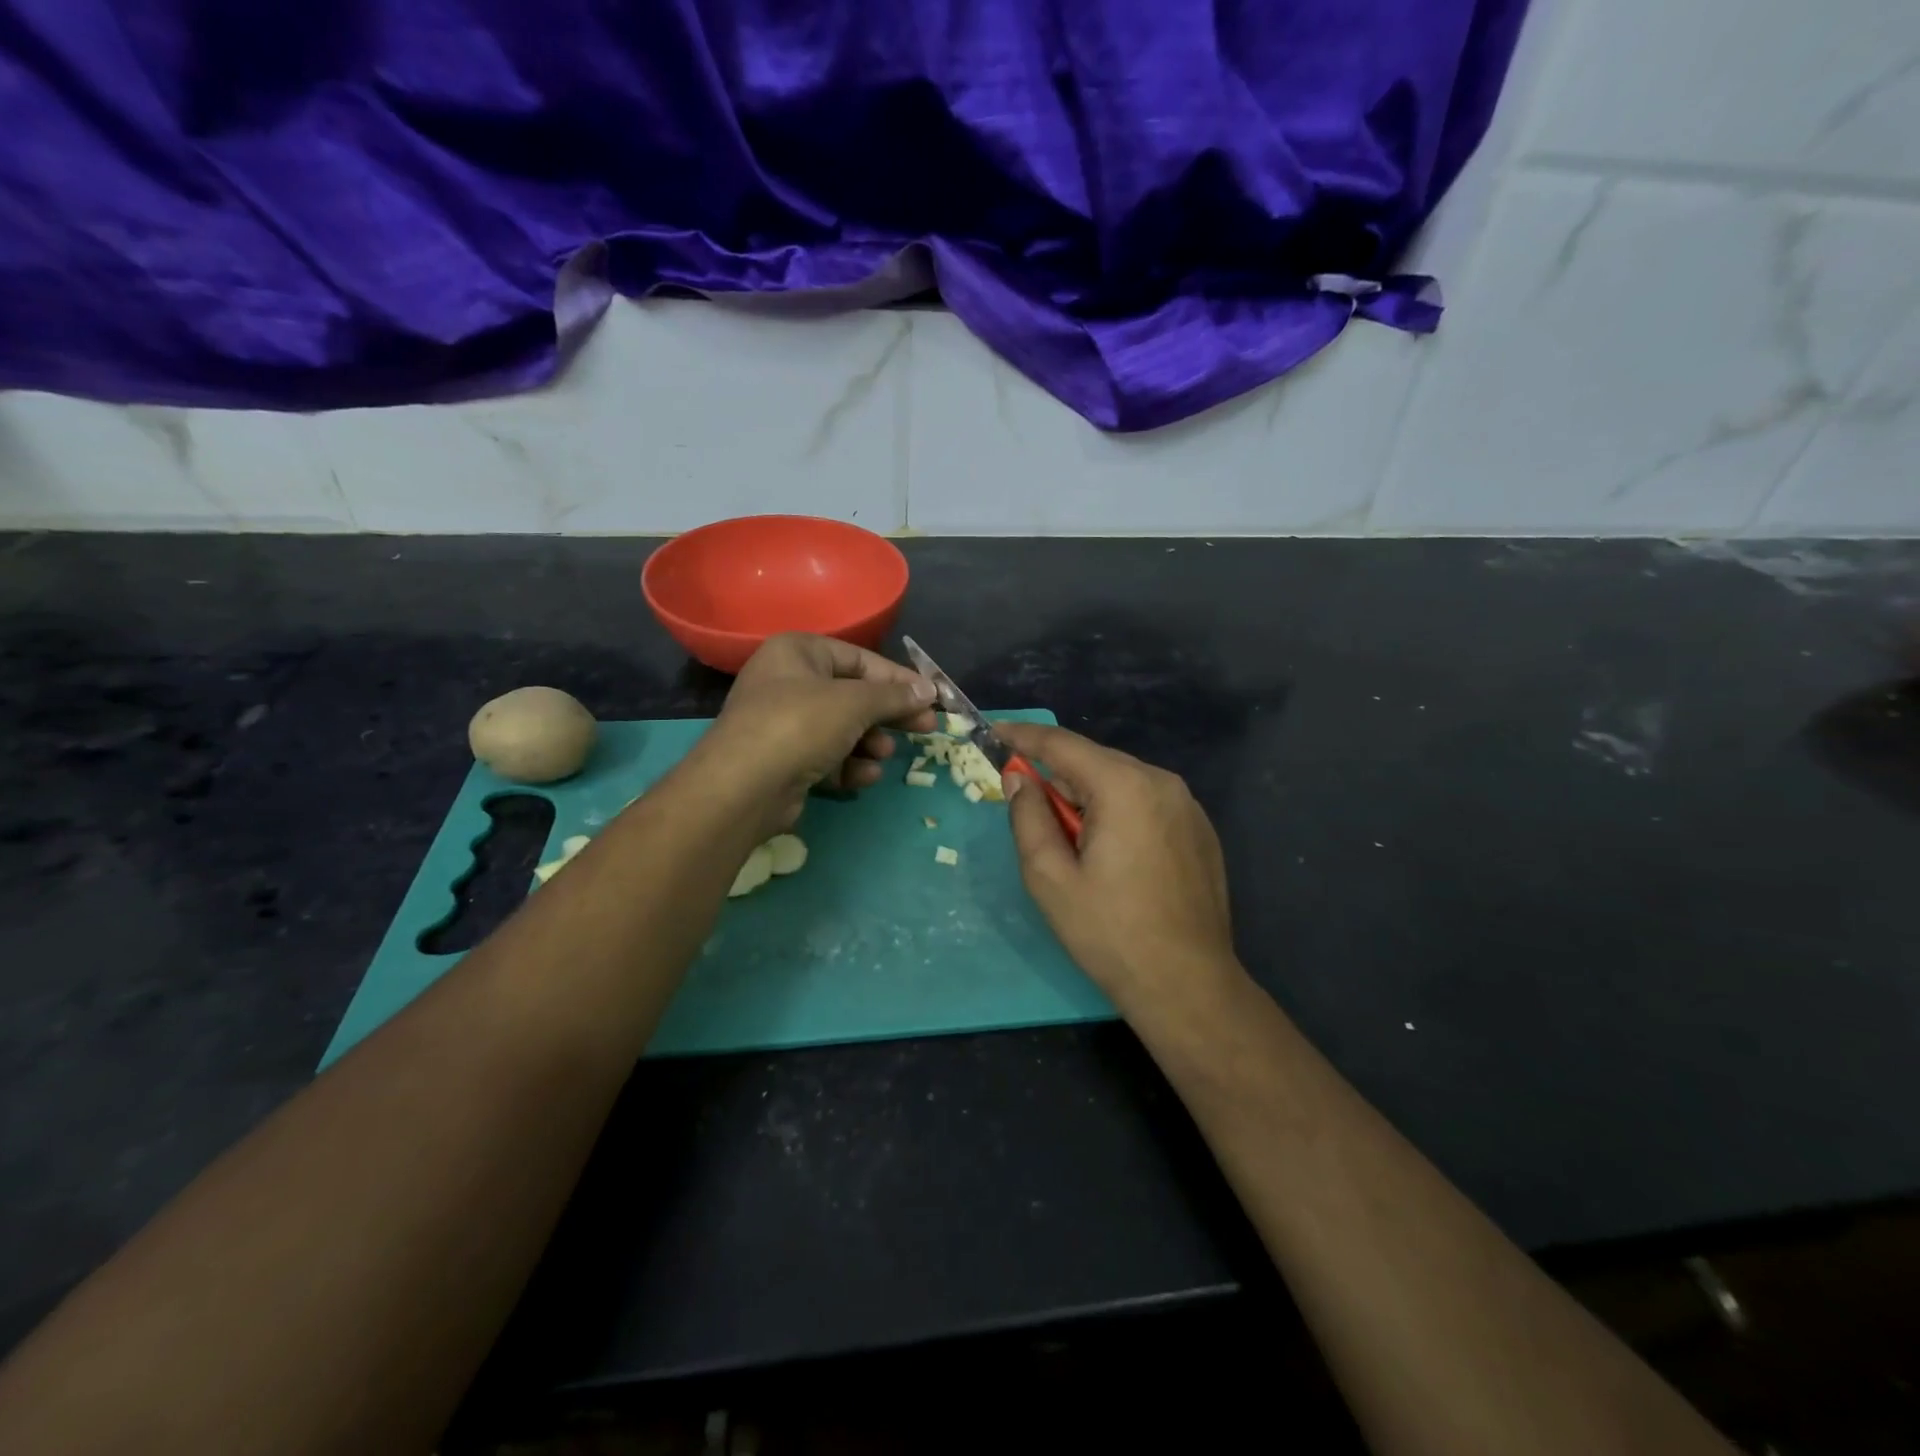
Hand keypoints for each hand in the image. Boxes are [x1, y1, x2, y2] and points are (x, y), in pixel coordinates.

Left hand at [695, 633, 937, 837]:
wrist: (743, 787)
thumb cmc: (800, 726)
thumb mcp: (854, 703)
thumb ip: (894, 696)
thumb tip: (930, 690)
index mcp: (798, 652)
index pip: (861, 660)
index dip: (899, 680)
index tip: (932, 698)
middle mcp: (789, 681)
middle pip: (854, 695)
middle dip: (889, 715)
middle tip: (927, 728)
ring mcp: (784, 723)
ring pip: (843, 729)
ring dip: (869, 743)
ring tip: (883, 754)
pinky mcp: (786, 760)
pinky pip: (828, 756)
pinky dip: (848, 766)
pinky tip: (863, 777)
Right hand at [997, 721, 1236, 1011]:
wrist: (1188, 984)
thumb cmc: (1110, 933)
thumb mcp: (1050, 877)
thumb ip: (1028, 817)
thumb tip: (1019, 780)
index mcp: (1124, 786)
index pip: (1063, 745)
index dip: (1023, 736)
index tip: (993, 733)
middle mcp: (1162, 782)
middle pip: (1094, 761)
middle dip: (1056, 773)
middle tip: (1024, 798)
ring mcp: (1187, 805)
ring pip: (1121, 781)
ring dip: (1087, 795)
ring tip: (1067, 836)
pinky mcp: (1199, 830)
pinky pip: (1146, 802)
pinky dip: (1117, 810)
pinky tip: (1108, 851)